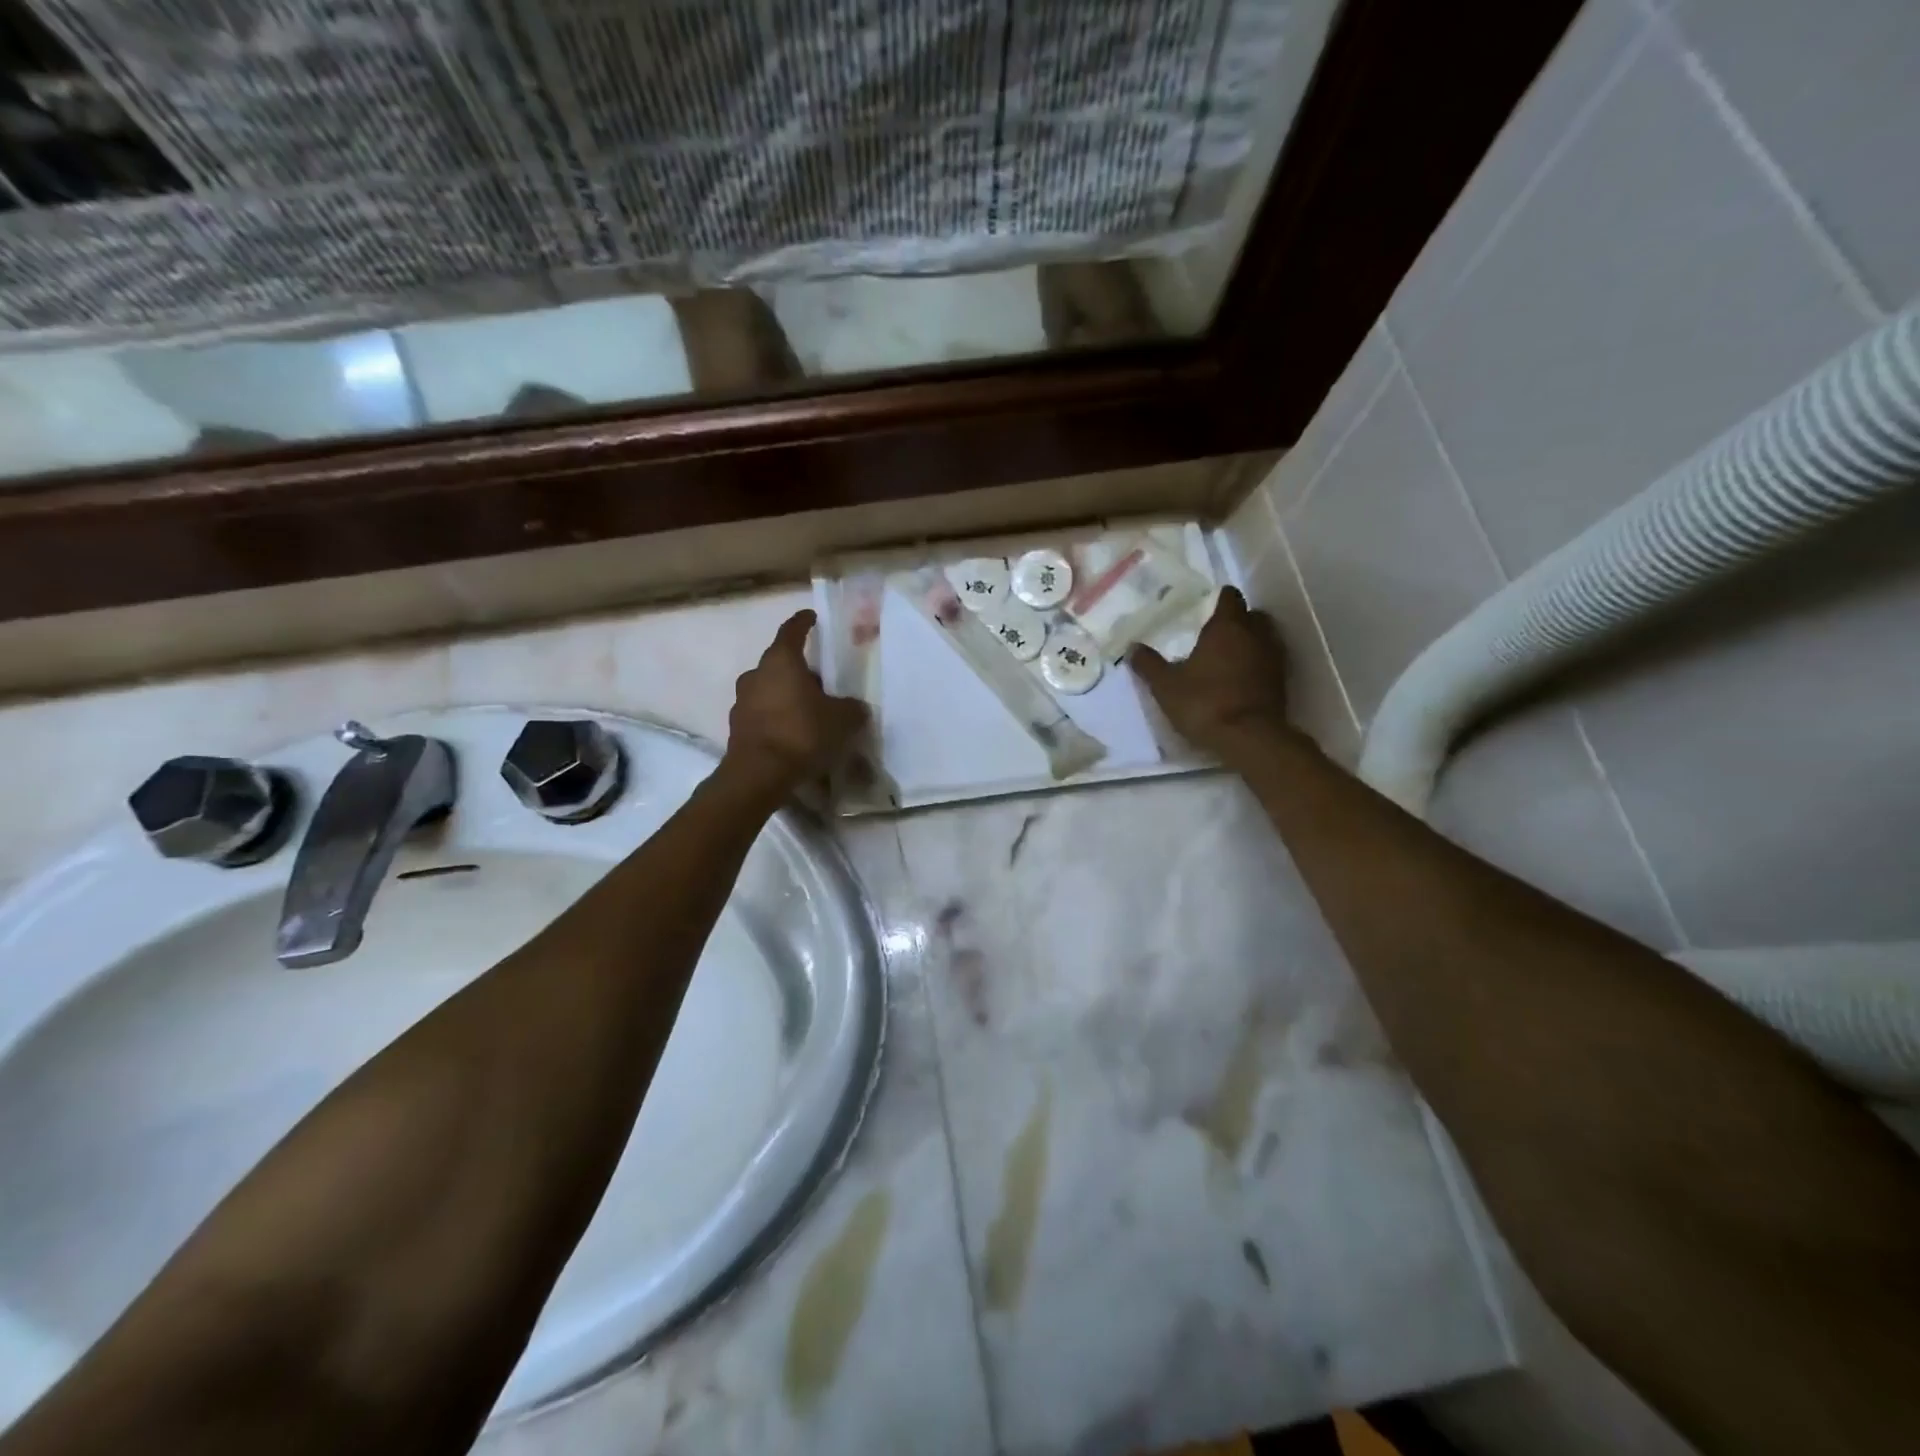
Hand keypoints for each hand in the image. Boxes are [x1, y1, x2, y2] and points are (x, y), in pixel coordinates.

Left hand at [723, 610, 868, 793]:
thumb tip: (855, 707)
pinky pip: (763, 715)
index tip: (811, 617)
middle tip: (822, 683)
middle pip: (780, 663)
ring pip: (770, 690)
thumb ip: (852, 708)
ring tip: (810, 713)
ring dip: (787, 696)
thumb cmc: (802, 733)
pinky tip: (794, 735)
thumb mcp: (842, 720)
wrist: (759, 774)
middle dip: (800, 670)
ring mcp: (742, 701)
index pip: (792, 631)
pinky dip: (777, 719)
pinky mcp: (738, 727)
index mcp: (781, 661)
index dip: (803, 622)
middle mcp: (756, 674)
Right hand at [1129, 587, 1291, 757]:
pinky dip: (1258, 664)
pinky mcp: (1283, 681)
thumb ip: (1149, 665)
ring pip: (1265, 638)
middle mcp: (1256, 634)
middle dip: (1239, 619)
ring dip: (1251, 642)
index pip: (1230, 597)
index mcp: (1227, 626)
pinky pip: (1270, 661)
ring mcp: (1274, 657)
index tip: (1207, 607)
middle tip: (1217, 633)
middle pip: (1253, 615)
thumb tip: (1132, 648)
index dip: (1219, 599)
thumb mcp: (1166, 686)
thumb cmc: (1204, 703)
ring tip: (1229, 657)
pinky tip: (1241, 679)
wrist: (1250, 738)